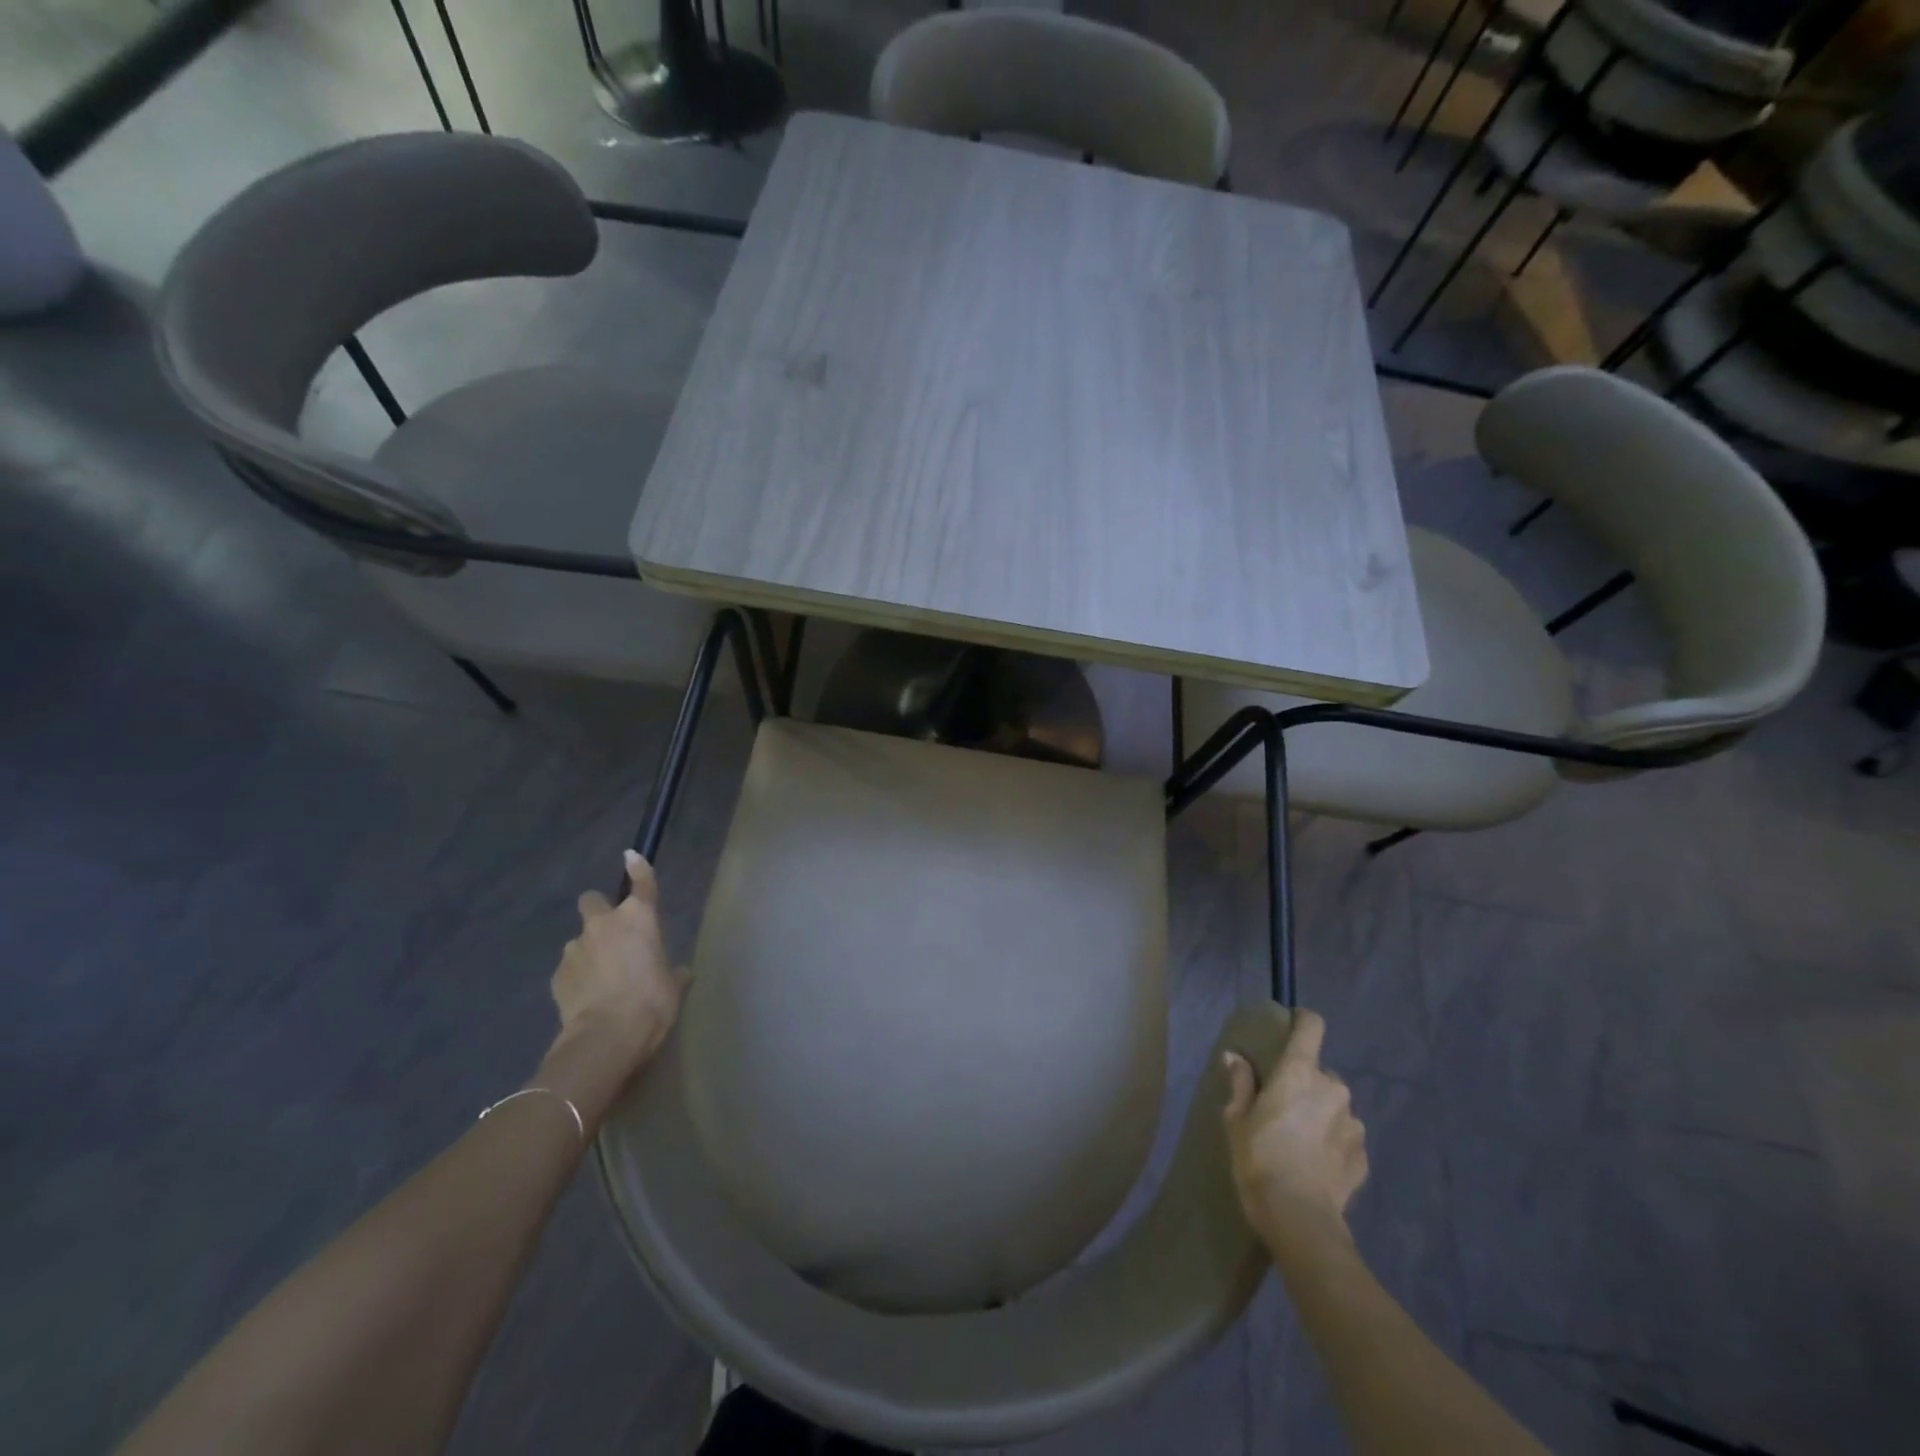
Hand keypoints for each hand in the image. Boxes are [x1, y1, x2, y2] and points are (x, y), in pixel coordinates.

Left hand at [546, 852, 687, 1089]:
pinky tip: (588, 998)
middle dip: (599, 912)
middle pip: (592, 901)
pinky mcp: (557, 976)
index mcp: (639, 918)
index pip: (641, 882)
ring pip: (580, 939)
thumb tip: (679, 972)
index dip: (637, 867)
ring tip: (601, 979)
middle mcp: (603, 924)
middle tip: (612, 935)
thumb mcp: (673, 986)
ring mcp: (575, 948)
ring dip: (589, 950)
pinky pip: (569, 968)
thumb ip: (673, 972)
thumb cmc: (652, 1001)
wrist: (606, 1036)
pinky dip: (578, 977)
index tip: (631, 856)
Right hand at [1221, 1010, 1367, 1252]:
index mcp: (1300, 1073)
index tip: (1291, 1025)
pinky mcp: (1364, 1156)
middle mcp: (1333, 1089)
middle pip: (1321, 1072)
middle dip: (1306, 1082)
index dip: (1303, 1021)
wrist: (1299, 1220)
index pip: (1311, 1027)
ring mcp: (1353, 1124)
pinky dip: (1333, 1142)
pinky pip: (1346, 1136)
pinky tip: (1316, 1163)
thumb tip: (1234, 1057)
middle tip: (1284, 1105)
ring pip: (1336, 1105)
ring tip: (1301, 1138)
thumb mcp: (1237, 1119)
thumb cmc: (1259, 1159)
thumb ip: (1240, 1083)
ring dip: (1321, 1112)